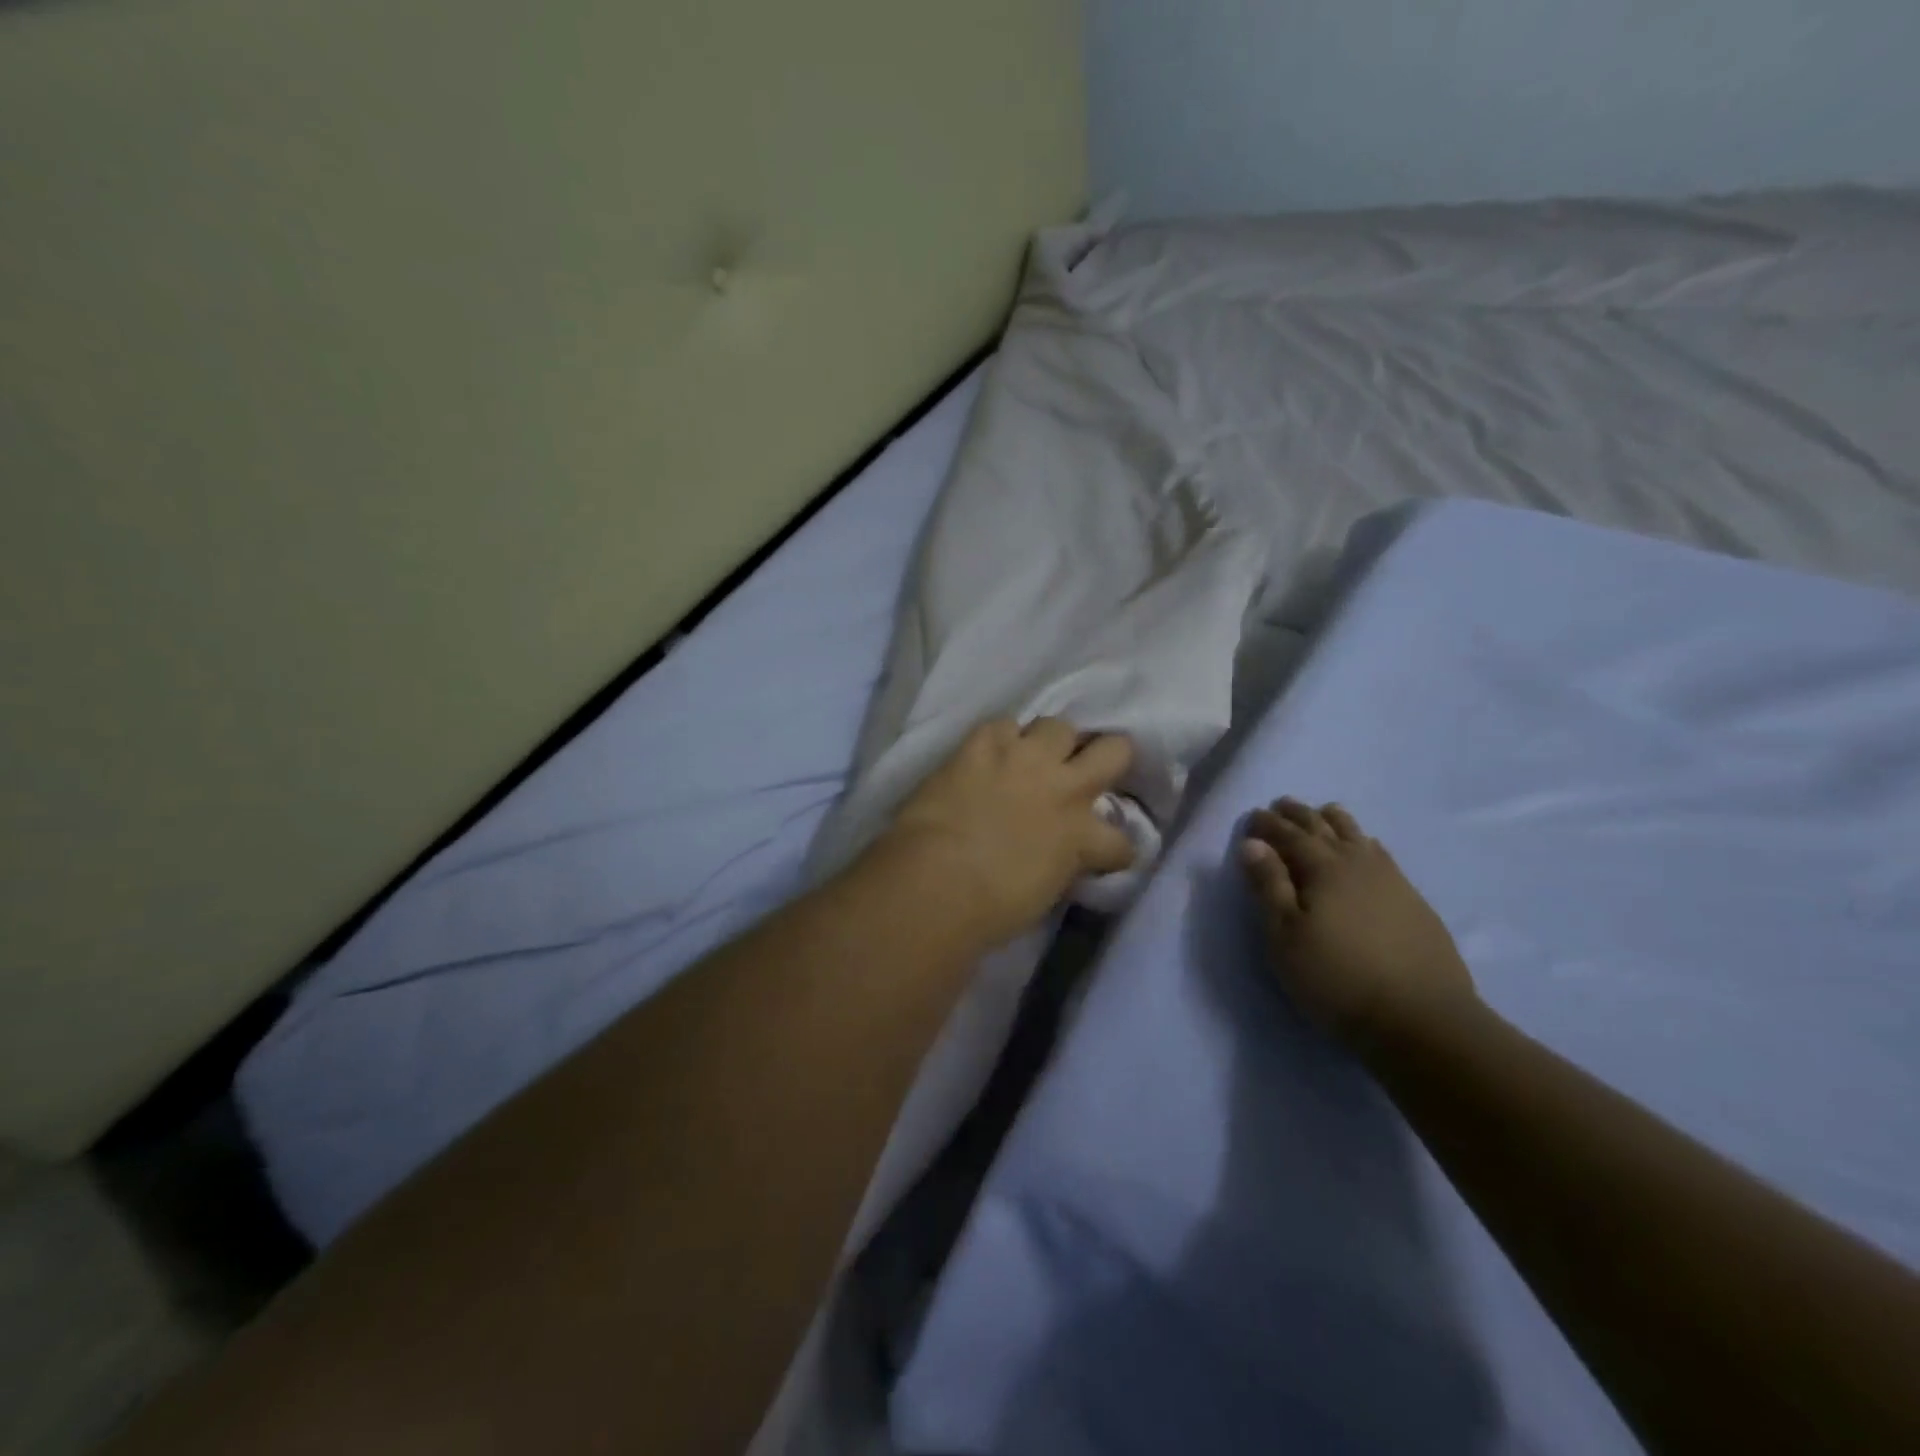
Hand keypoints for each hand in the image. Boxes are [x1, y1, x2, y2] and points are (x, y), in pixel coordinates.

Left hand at [874, 718, 1135, 951]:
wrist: (936, 881)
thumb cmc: (989, 909)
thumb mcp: (1045, 893)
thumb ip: (1063, 863)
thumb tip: (1061, 853)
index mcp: (1083, 837)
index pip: (1122, 840)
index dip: (1114, 847)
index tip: (1103, 853)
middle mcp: (1065, 788)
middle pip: (1114, 750)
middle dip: (1108, 757)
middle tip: (1088, 769)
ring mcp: (1025, 759)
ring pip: (1059, 726)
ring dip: (1050, 743)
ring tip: (1033, 758)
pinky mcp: (983, 743)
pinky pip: (1003, 725)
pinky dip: (999, 740)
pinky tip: (989, 754)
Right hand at [1239, 799, 1478, 1049]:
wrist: (1422, 1018)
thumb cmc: (1337, 978)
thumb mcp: (1285, 936)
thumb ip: (1268, 886)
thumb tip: (1252, 843)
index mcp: (1323, 868)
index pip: (1289, 835)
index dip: (1268, 824)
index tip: (1252, 816)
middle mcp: (1357, 862)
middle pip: (1324, 827)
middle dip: (1299, 814)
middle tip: (1281, 805)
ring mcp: (1391, 879)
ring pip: (1358, 835)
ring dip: (1335, 821)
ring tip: (1323, 814)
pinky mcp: (1413, 900)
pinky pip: (1382, 854)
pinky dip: (1364, 841)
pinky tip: (1366, 848)